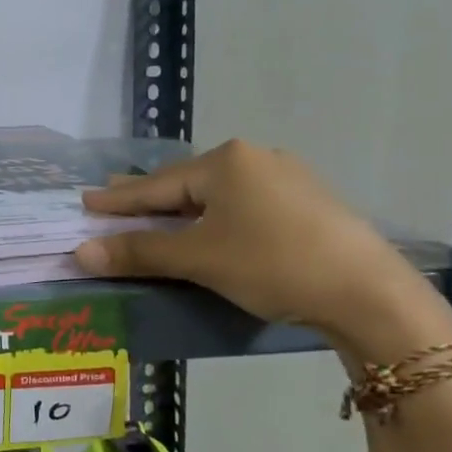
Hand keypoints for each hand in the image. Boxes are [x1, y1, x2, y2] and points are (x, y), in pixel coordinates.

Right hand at [74, 140, 451, 365]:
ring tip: (159, 217)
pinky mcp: (309, 202)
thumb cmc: (273, 264)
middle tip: (113, 202)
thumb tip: (81, 251)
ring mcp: (287, 177)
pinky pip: (245, 204)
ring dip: (184, 210)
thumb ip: (139, 252)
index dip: (118, 198)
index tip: (85, 200)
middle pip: (187, 183)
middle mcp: (255, 157)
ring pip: (218, 194)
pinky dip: (218, 217)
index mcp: (226, 161)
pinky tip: (215, 227)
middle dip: (150, 198)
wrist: (370, 293)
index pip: (156, 184)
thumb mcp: (200, 258)